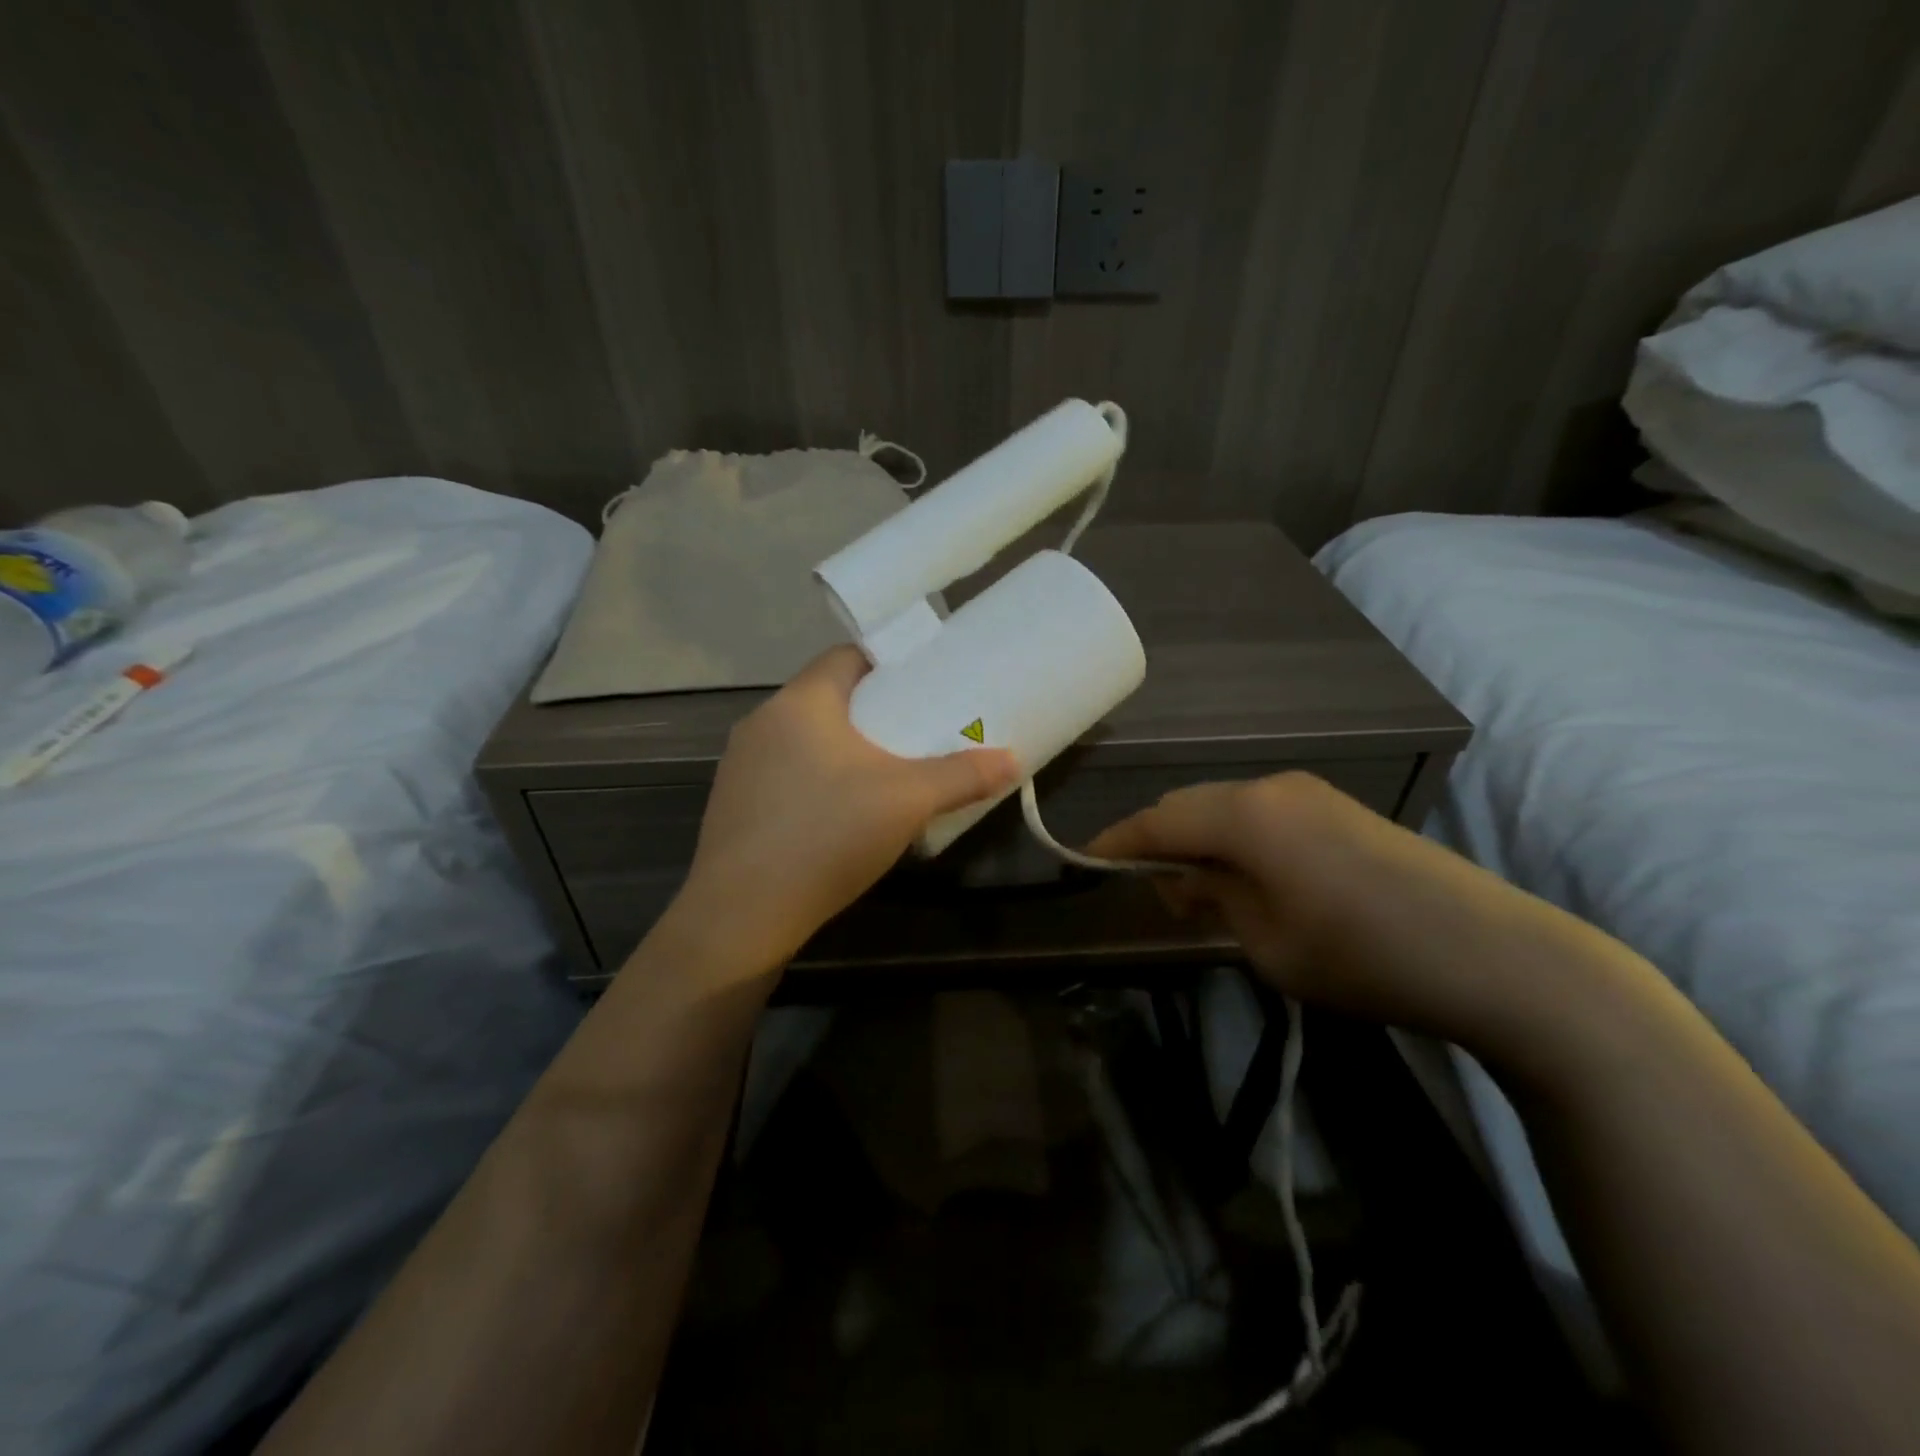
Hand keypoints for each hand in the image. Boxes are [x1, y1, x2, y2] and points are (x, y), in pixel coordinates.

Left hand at [669, 646, 1018, 975]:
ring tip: (885, 774)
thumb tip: (1013, 759)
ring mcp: (741, 764)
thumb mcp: (907, 801)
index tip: (923, 684)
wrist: (743, 914)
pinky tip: (840, 816)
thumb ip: (962, 775)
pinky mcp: (734, 804)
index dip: (888, 663)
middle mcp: (762, 721)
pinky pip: (785, 773)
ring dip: (843, 748)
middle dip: (872, 711)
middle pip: (828, 698)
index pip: (846, 656)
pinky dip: (816, 779)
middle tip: (916, 732)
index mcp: (800, 702)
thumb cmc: (827, 835)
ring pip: (804, 739)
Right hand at [1089, 771, 1551, 1036]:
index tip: (1083, 861)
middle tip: (1146, 889)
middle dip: (1158, 842)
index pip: (1157, 820)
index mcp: (1245, 814)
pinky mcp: (1339, 809)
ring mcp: (1310, 793)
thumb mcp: (1266, 941)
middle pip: (1190, 806)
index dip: (1115, 843)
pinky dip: (1236, 841)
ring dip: (1199, 842)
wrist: (1498, 957)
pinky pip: (1262, 815)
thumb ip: (1211, 898)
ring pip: (1226, 808)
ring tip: (1195, 891)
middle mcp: (1271, 787)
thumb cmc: (1364, 956)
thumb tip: (1182, 877)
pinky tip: (1245, 878)